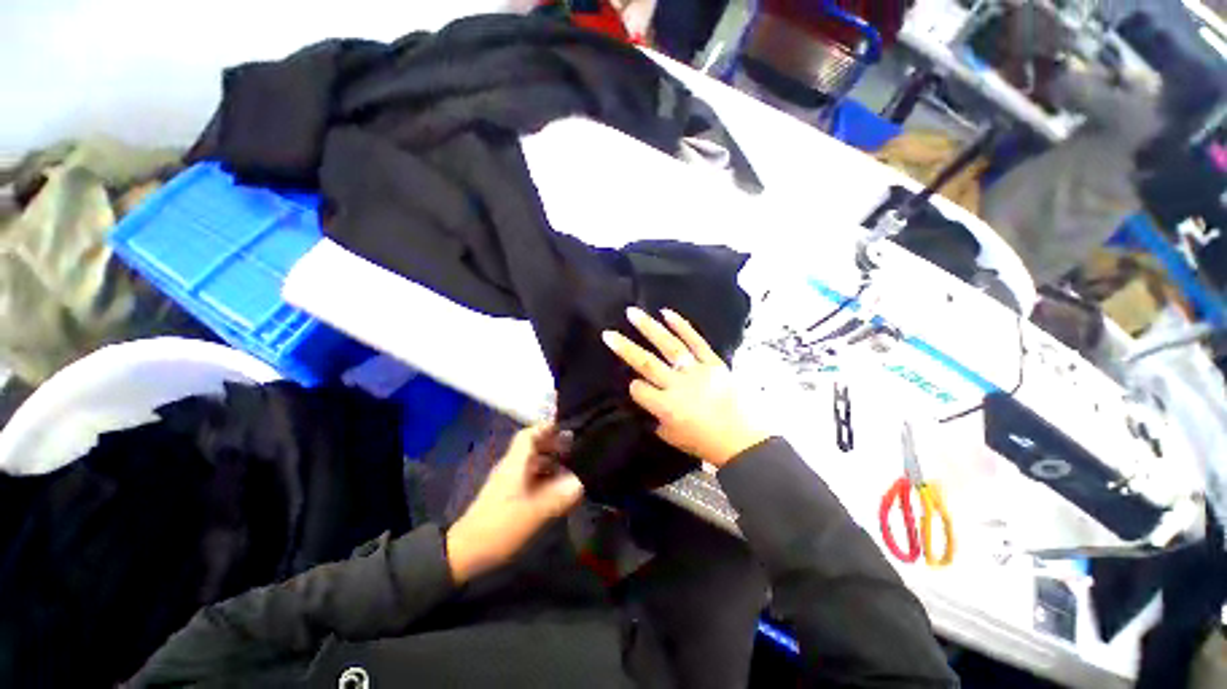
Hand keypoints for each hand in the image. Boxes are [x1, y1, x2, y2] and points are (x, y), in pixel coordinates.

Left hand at [446, 425, 583, 583]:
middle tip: (574, 449)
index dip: (547, 428)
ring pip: (531, 463)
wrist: (466, 552)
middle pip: (532, 447)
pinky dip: (544, 477)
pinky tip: (556, 489)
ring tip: (570, 468)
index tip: (566, 428)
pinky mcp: (507, 496)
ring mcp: (507, 482)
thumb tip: (581, 483)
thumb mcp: (535, 512)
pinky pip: (529, 478)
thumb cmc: (501, 526)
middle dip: (553, 445)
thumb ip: (560, 496)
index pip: (528, 435)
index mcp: (515, 464)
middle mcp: (511, 467)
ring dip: (550, 462)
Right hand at [602, 307, 768, 467]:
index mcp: (665, 407)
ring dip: (648, 328)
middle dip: (624, 348)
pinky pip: (696, 341)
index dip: (634, 387)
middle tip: (608, 333)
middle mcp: (677, 385)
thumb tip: (648, 402)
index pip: (638, 390)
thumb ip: (655, 419)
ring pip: (668, 345)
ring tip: (632, 312)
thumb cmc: (706, 443)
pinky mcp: (713, 362)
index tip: (636, 386)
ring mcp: (696, 370)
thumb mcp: (672, 438)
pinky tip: (666, 313)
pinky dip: (682, 325)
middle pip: (645, 363)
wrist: (744, 440)